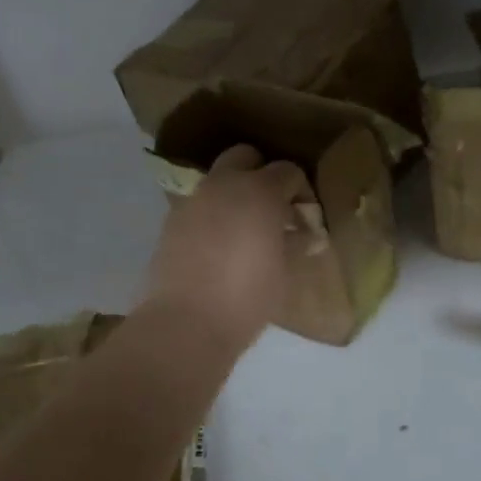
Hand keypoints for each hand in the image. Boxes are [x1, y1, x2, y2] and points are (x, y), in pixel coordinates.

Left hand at [146, 145, 313, 350]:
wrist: (186, 323)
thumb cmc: (248, 297)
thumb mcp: (284, 271)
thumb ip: (297, 244)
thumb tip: (309, 235)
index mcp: (259, 190)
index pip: (288, 171)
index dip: (301, 192)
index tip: (305, 219)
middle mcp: (224, 184)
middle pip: (246, 157)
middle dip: (262, 175)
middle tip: (274, 210)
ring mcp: (193, 200)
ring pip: (219, 180)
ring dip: (236, 194)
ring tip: (247, 230)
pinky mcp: (171, 220)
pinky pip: (200, 204)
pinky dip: (214, 214)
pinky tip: (221, 245)